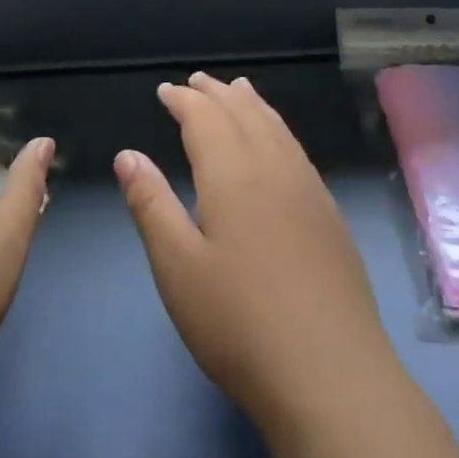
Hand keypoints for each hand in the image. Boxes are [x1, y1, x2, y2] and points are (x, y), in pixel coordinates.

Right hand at [115, 72, 398, 438]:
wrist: (331, 376)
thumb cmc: (238, 323)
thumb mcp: (176, 266)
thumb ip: (151, 204)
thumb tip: (127, 154)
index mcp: (233, 174)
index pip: (205, 118)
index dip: (183, 100)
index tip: (165, 90)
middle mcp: (274, 169)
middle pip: (244, 113)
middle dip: (217, 93)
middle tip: (196, 81)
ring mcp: (308, 191)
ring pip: (277, 128)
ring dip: (252, 104)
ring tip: (239, 89)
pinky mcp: (329, 216)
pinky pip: (297, 150)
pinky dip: (278, 129)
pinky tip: (277, 142)